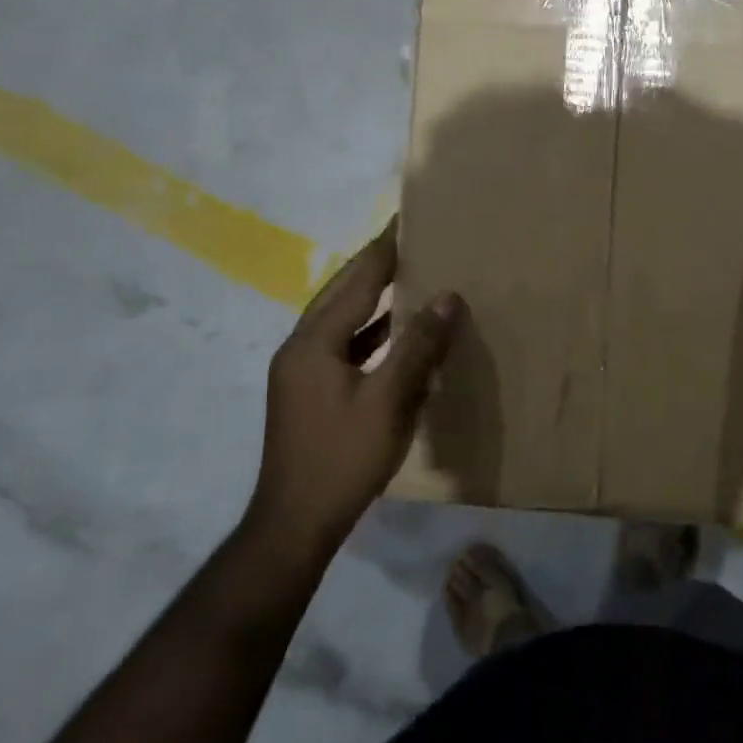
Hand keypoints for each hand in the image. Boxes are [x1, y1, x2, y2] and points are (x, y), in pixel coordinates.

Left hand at [246, 221, 462, 555]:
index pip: (357, 280)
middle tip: (412, 238)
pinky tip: (398, 334)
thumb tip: (447, 298)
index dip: (385, 248)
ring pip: (344, 320)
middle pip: (344, 293)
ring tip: (411, 275)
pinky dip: (372, 332)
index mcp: (314, 342)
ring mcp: (303, 371)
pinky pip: (346, 345)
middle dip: (377, 264)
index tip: (408, 218)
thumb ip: (417, 346)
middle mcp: (302, 347)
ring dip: (375, 297)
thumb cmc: (342, 459)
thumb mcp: (388, 401)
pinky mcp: (310, 391)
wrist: (295, 524)